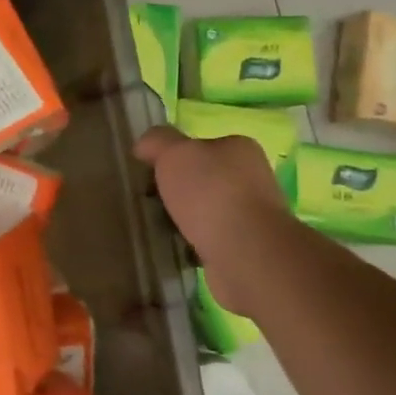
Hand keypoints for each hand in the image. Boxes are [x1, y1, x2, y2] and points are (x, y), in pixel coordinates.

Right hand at [134, 126, 287, 273]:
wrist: (245, 253)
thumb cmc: (211, 193)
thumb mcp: (174, 152)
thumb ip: (157, 141)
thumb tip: (144, 145)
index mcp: (239, 149)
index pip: (199, 146)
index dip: (171, 157)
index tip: (148, 173)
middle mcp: (250, 178)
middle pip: (201, 179)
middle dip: (175, 191)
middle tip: (150, 201)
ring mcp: (250, 215)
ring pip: (204, 211)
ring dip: (182, 219)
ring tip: (159, 227)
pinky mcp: (245, 247)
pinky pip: (208, 239)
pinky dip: (191, 244)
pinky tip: (177, 248)